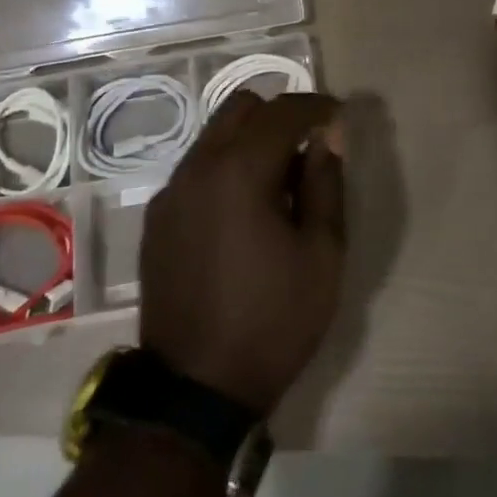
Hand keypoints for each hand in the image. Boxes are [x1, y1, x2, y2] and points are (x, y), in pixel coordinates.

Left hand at [140, 92, 344, 415]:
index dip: (316, 106)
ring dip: (250, 141)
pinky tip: (242, 213)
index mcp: (239, 171)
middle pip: (240, 108)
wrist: (195, 389)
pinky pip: (197, 168)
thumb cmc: (272, 321)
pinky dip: (225, 168)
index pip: (282, 111)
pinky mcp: (157, 217)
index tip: (339, 116)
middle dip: (279, 116)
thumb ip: (326, 184)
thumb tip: (327, 136)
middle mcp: (197, 167)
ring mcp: (170, 191)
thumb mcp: (322, 255)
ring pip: (215, 135)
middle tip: (307, 149)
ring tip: (278, 185)